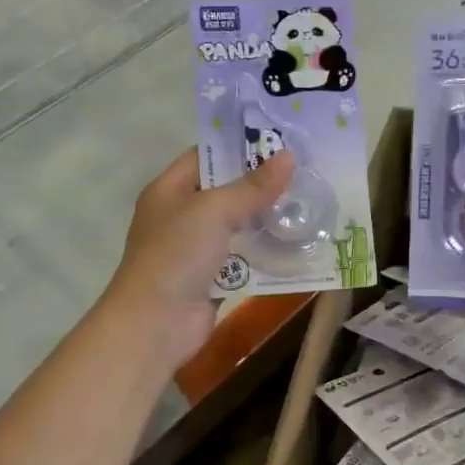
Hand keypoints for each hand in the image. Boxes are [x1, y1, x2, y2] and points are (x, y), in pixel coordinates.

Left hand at [103, 148, 294, 370]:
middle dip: (262, 184)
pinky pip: (244, 257)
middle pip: (226, 191)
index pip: (206, 156)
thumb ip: (252, 186)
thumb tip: (289, 157)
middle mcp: (181, 215)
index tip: (281, 141)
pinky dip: (266, 252)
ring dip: (268, 219)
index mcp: (169, 190)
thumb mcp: (213, 211)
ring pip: (239, 225)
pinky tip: (298, 243)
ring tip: (309, 203)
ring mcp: (196, 249)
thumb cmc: (176, 255)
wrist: (155, 324)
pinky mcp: (213, 278)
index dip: (240, 147)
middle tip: (305, 172)